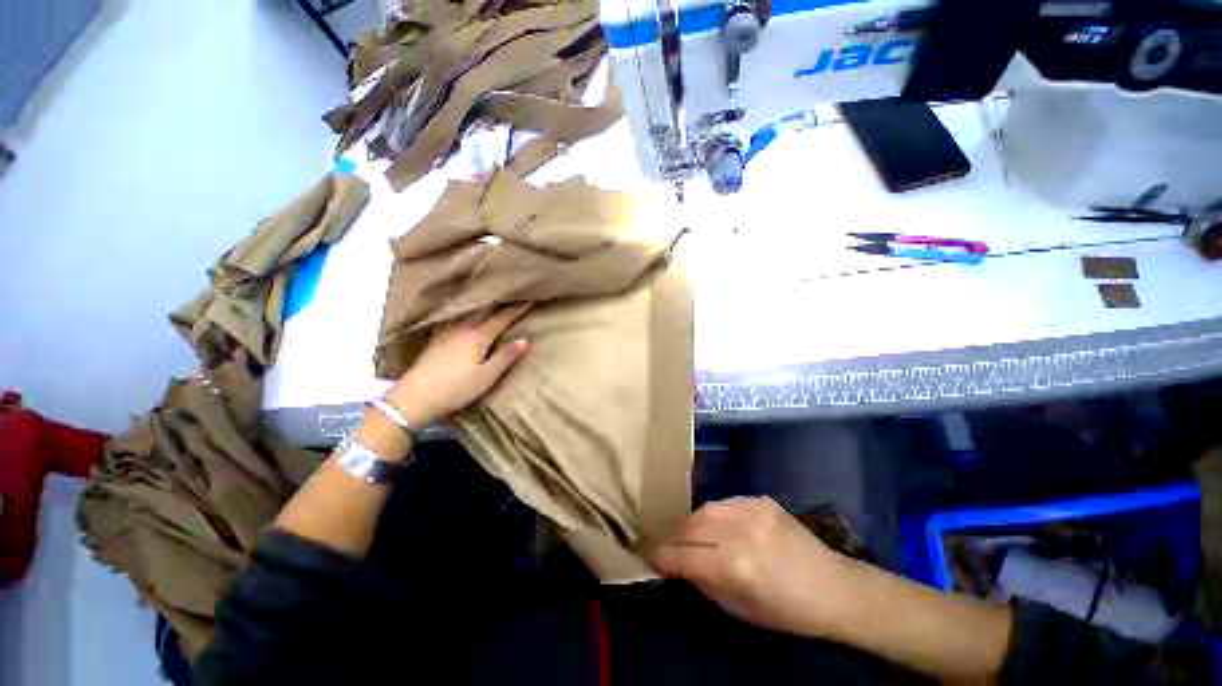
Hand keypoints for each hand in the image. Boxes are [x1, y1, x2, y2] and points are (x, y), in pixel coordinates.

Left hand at [385, 304, 531, 426]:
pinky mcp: (438, 337)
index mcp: (478, 336)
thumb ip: (505, 356)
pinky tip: (467, 311)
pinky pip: (457, 316)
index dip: (519, 309)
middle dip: (503, 302)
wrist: (415, 396)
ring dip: (485, 303)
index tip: (532, 298)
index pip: (503, 318)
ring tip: (495, 297)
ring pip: (471, 311)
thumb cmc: (455, 388)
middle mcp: (463, 327)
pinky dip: (468, 310)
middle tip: (516, 294)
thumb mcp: (486, 376)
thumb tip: (525, 339)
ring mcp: (448, 330)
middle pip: (487, 310)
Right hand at [649, 497, 857, 638]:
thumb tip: (677, 564)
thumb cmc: (787, 611)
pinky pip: (723, 503)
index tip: (648, 555)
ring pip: (703, 509)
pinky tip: (718, 526)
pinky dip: (714, 515)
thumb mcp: (739, 610)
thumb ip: (703, 582)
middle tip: (667, 545)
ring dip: (691, 523)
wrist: (833, 587)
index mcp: (734, 566)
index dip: (661, 556)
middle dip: (673, 537)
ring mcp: (750, 510)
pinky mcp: (759, 499)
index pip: (682, 555)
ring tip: (690, 535)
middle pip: (688, 526)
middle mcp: (738, 532)